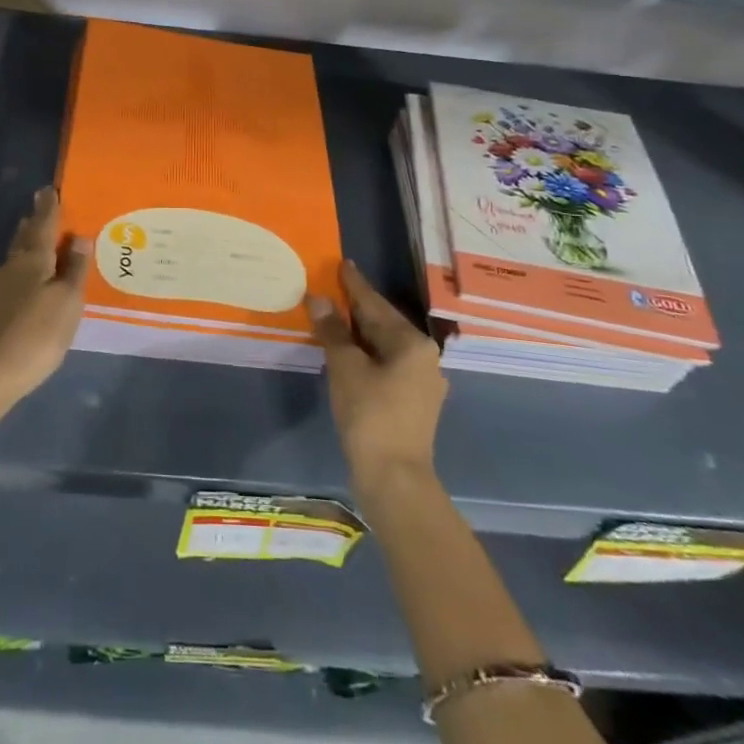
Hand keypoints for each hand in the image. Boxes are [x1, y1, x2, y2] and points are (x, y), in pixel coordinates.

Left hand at [0, 187, 87, 464]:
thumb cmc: (35, 335)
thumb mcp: (67, 303)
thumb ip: (74, 269)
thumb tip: (79, 237)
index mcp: (32, 258)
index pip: (42, 222)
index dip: (48, 206)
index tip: (49, 189)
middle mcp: (11, 266)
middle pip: (25, 237)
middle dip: (36, 223)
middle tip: (48, 210)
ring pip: (17, 257)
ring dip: (30, 246)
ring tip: (44, 242)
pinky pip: (14, 277)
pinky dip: (26, 270)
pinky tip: (32, 281)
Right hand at [308, 261, 447, 491]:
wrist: (395, 479)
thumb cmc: (370, 416)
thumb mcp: (346, 368)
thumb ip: (333, 331)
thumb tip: (319, 298)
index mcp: (412, 343)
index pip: (376, 304)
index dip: (355, 285)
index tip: (343, 264)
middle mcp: (424, 357)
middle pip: (384, 323)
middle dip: (357, 308)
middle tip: (333, 288)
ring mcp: (422, 382)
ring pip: (386, 346)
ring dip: (360, 333)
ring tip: (336, 317)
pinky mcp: (414, 403)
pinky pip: (387, 365)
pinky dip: (367, 354)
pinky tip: (349, 354)